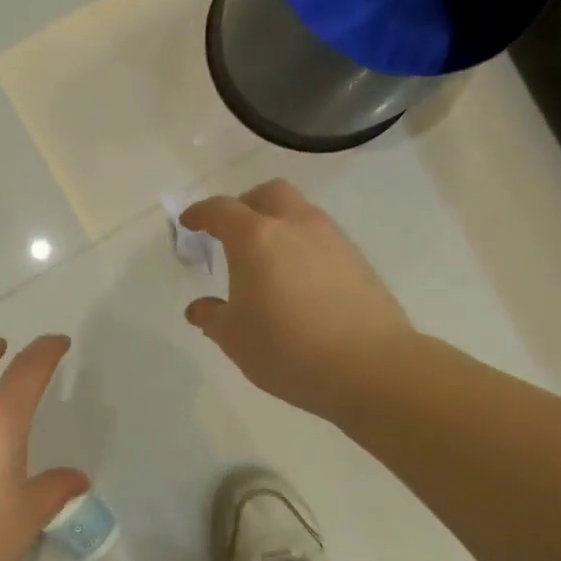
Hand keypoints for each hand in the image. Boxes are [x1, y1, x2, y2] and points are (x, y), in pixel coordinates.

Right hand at [182, 179, 417, 420]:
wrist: (370, 367)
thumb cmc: (287, 349)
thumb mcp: (235, 338)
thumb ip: (213, 317)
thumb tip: (199, 309)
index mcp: (256, 238)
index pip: (221, 210)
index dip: (200, 213)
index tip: (189, 223)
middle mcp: (295, 226)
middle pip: (268, 194)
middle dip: (245, 205)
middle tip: (232, 233)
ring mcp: (331, 239)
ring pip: (299, 212)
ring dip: (278, 224)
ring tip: (267, 261)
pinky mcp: (357, 260)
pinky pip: (321, 238)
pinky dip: (302, 246)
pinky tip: (298, 281)